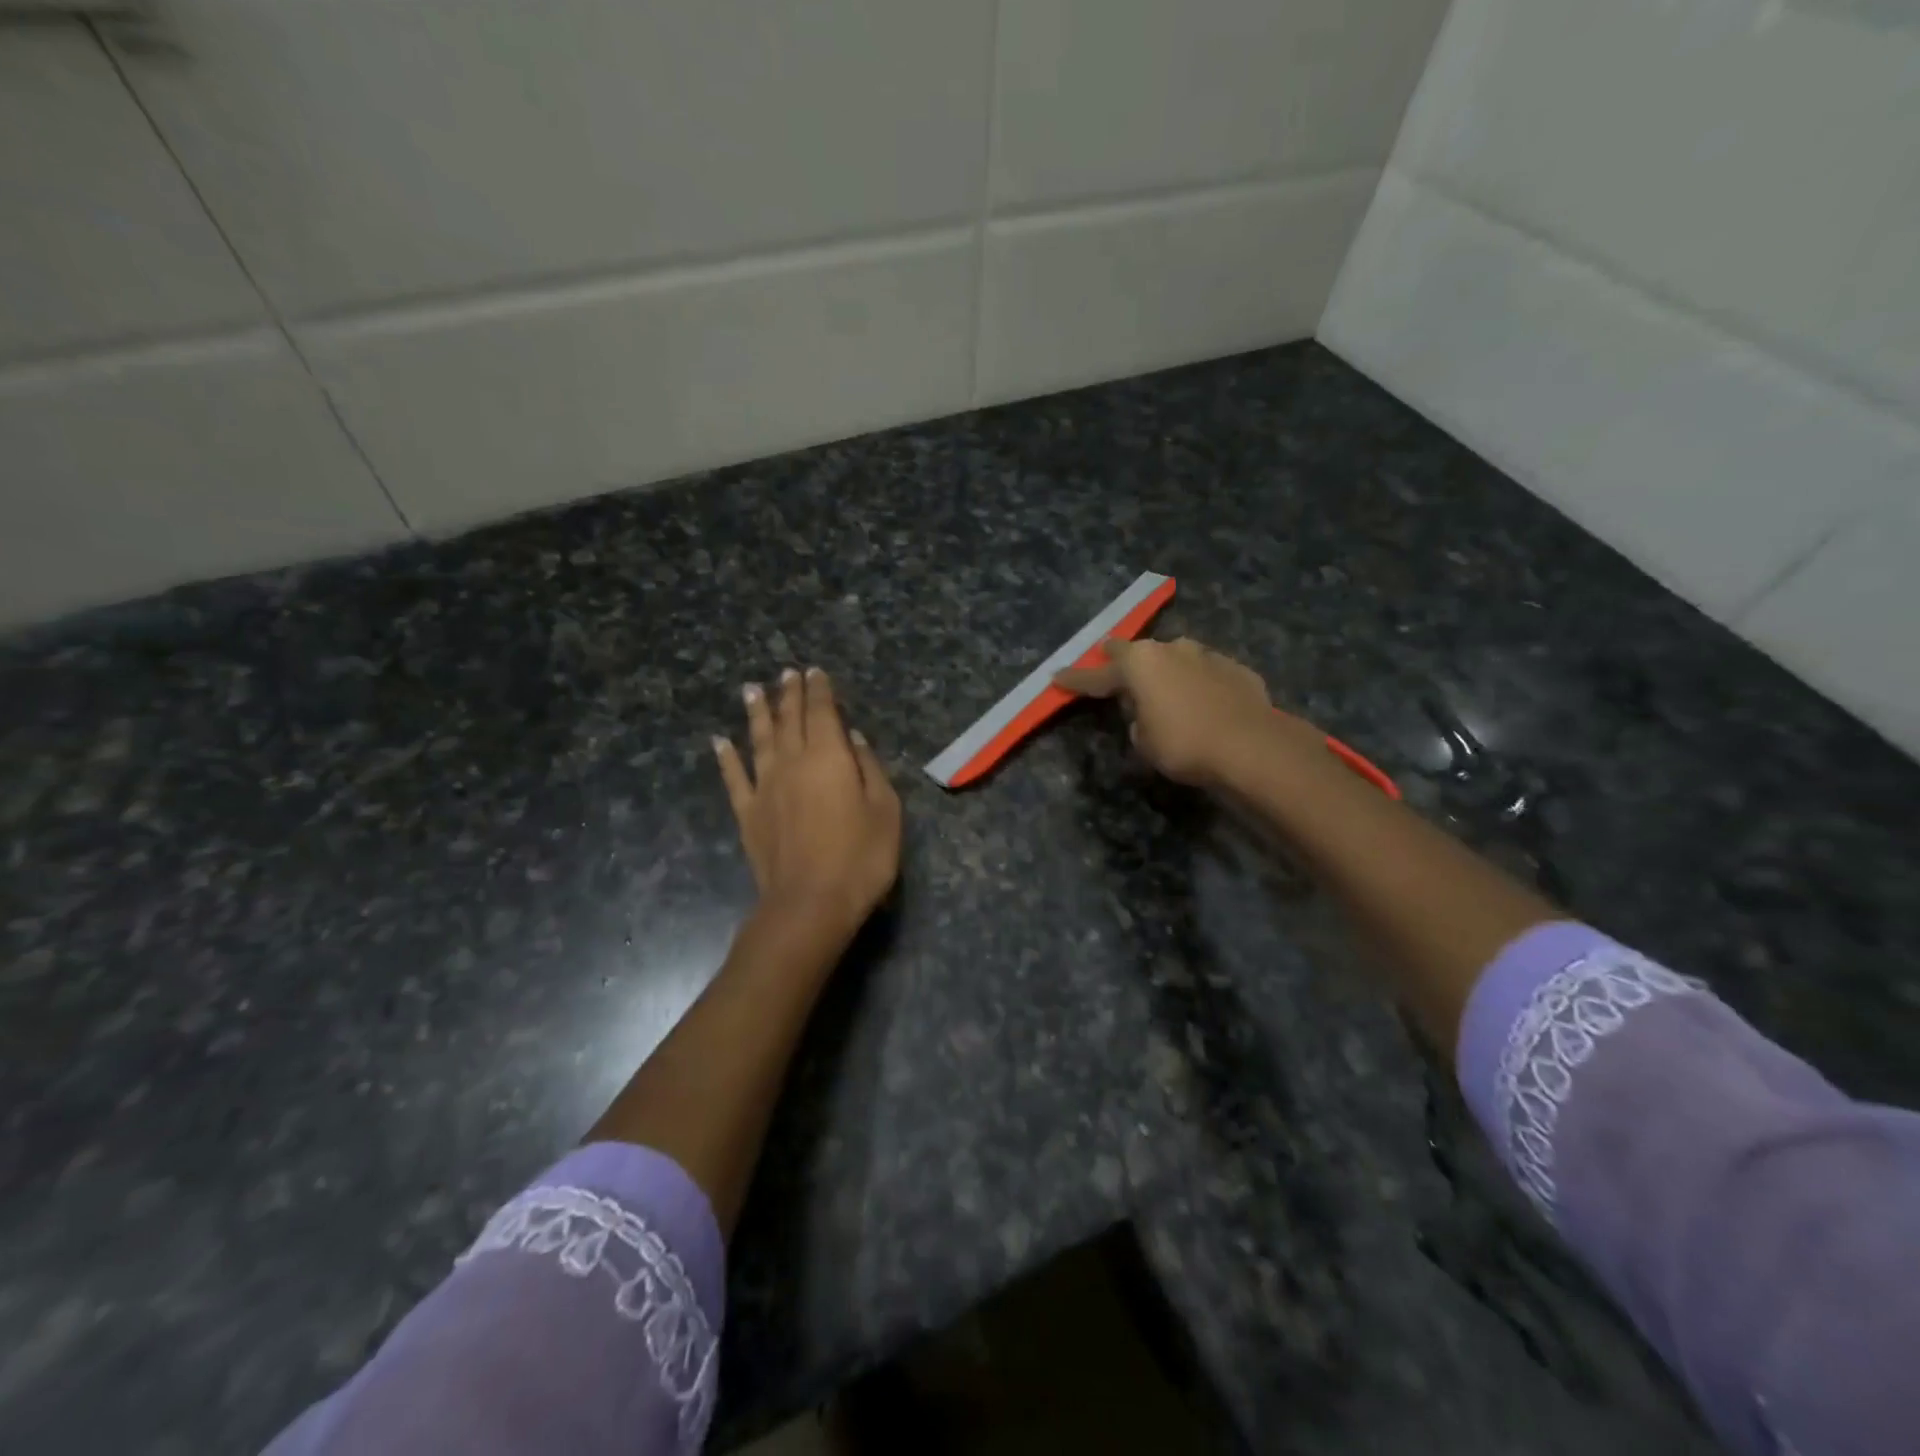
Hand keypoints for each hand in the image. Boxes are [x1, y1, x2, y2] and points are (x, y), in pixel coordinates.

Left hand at [713, 667, 901, 938]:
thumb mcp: (885, 810)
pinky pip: (733, 777)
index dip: (820, 690)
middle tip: (786, 673)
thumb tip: (853, 738)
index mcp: (829, 757)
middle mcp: (792, 762)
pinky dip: (726, 757)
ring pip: (759, 739)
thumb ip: (869, 768)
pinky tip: (719, 741)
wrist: (810, 903)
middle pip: (790, 719)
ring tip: (752, 690)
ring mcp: (765, 787)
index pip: (823, 712)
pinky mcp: (748, 813)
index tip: (815, 671)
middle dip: (789, 693)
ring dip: (756, 712)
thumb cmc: (860, 857)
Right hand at [1055, 637, 1317, 787]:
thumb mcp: (1144, 742)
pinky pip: (1206, 674)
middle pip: (1137, 652)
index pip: (1096, 675)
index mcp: (1139, 664)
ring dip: (1165, 671)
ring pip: (1176, 658)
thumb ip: (1138, 722)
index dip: (1075, 679)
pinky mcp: (1236, 669)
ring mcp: (1206, 655)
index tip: (1056, 677)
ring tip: (1164, 690)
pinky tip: (1203, 703)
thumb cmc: (1184, 743)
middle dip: (1121, 660)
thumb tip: (1148, 715)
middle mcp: (1170, 649)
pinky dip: (1198, 685)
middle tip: (1110, 666)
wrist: (1251, 745)